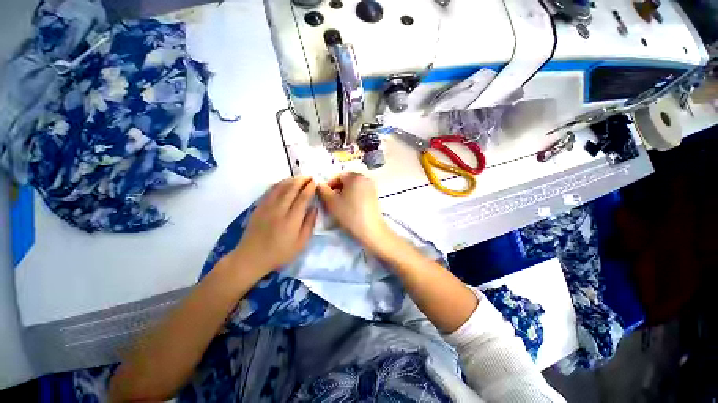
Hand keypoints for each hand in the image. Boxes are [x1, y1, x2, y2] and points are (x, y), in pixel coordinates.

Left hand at [232, 177, 317, 274]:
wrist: (251, 258)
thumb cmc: (280, 253)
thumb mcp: (301, 244)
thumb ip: (309, 224)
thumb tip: (314, 208)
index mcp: (291, 220)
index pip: (302, 198)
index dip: (309, 188)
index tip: (315, 182)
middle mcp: (279, 210)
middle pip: (291, 190)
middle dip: (301, 181)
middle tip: (309, 176)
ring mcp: (267, 207)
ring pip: (280, 188)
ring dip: (290, 180)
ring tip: (298, 178)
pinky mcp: (258, 208)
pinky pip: (269, 191)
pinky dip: (278, 184)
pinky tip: (283, 183)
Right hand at [317, 172, 392, 252]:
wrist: (370, 229)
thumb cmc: (349, 213)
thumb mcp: (331, 202)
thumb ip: (323, 190)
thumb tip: (319, 184)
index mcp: (355, 176)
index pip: (338, 176)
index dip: (329, 184)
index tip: (324, 195)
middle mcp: (365, 178)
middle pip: (347, 180)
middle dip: (337, 188)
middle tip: (331, 200)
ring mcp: (371, 187)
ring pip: (354, 186)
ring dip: (345, 192)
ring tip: (340, 204)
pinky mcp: (375, 195)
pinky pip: (361, 191)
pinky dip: (354, 196)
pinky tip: (350, 207)